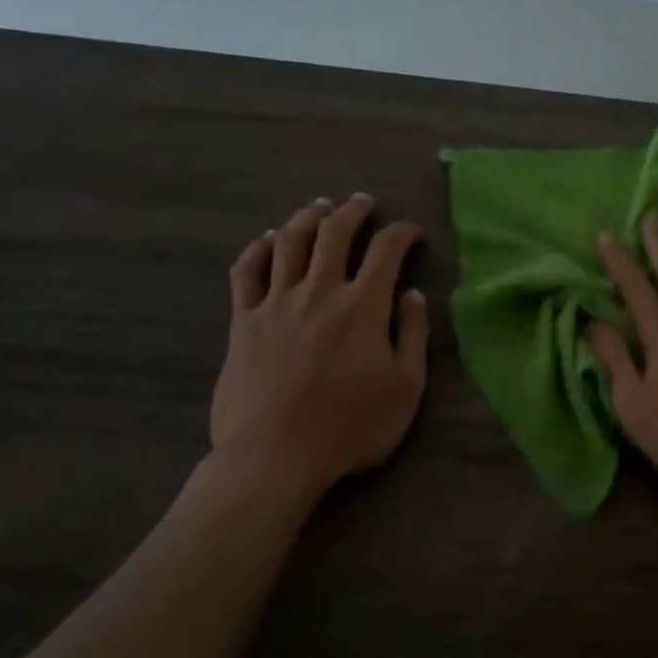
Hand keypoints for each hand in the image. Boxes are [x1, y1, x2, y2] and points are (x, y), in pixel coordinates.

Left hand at [211, 194, 429, 504]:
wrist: (277, 455)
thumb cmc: (352, 427)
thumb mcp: (406, 387)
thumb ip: (412, 335)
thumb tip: (413, 295)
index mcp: (363, 306)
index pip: (386, 250)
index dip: (401, 233)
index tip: (411, 233)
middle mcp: (319, 292)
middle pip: (334, 233)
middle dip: (353, 211)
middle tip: (363, 202)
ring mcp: (275, 303)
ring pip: (290, 242)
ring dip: (307, 217)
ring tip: (319, 207)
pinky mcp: (243, 322)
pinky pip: (247, 272)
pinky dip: (259, 249)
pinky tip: (268, 240)